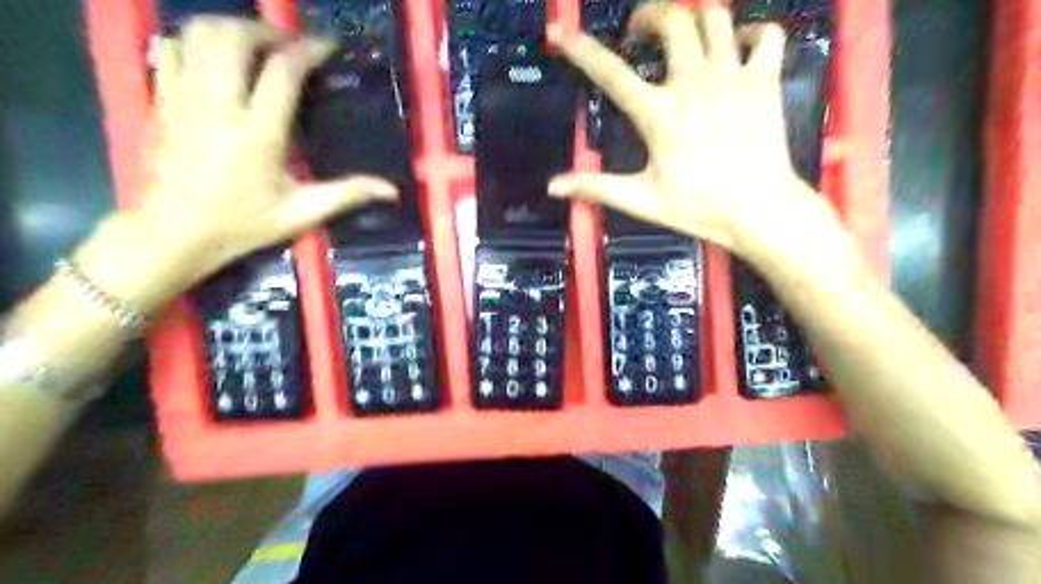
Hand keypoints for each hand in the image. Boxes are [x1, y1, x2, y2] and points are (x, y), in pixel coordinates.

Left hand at [74, 16, 399, 310]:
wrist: (175, 232)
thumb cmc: (243, 224)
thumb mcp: (302, 213)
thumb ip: (347, 194)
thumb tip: (391, 190)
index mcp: (258, 133)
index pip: (283, 72)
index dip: (307, 51)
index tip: (327, 48)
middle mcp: (219, 106)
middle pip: (234, 38)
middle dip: (266, 31)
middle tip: (290, 45)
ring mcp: (185, 98)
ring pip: (199, 35)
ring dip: (231, 28)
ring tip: (257, 44)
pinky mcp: (163, 99)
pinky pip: (172, 48)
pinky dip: (196, 39)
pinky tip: (217, 55)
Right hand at [547, 5, 820, 255]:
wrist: (761, 210)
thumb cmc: (700, 207)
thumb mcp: (642, 200)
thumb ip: (597, 187)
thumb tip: (554, 186)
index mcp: (660, 114)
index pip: (612, 74)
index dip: (582, 50)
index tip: (561, 33)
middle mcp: (695, 83)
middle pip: (672, 21)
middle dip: (650, 15)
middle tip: (639, 30)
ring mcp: (734, 76)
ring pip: (715, 17)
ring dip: (694, 17)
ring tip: (682, 33)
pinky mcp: (766, 80)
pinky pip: (766, 35)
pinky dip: (752, 32)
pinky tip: (738, 45)